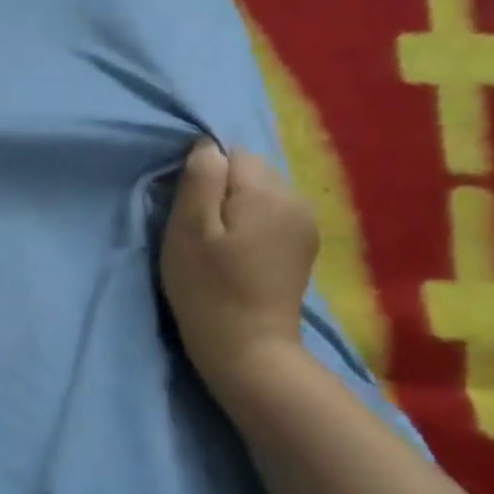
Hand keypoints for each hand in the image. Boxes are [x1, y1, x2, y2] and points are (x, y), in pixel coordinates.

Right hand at [158, 138, 317, 390]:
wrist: (248, 348)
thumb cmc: (207, 288)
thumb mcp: (188, 231)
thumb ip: (199, 180)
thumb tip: (206, 146)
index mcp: (265, 191)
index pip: (231, 154)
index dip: (204, 178)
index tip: (189, 212)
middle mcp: (295, 198)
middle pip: (250, 172)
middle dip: (223, 192)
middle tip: (201, 233)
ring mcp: (305, 223)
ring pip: (261, 194)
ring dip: (238, 210)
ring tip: (220, 247)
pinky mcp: (304, 246)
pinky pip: (273, 216)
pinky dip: (253, 227)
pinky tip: (240, 257)